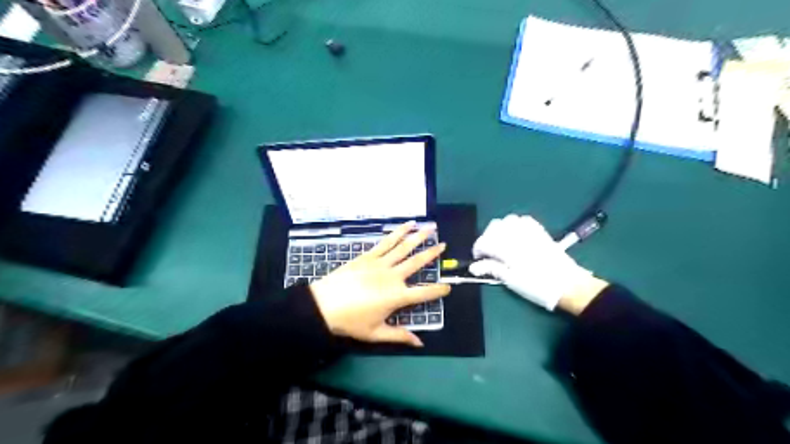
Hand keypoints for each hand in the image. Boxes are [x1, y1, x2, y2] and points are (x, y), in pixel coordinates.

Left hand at [308, 222, 449, 346]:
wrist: (324, 305)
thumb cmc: (350, 321)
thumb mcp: (376, 333)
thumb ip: (399, 335)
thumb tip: (420, 344)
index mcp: (396, 297)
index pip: (424, 294)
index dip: (438, 291)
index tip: (448, 287)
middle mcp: (393, 277)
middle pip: (417, 263)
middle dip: (432, 254)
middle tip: (444, 245)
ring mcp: (381, 263)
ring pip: (404, 247)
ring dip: (419, 236)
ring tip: (432, 227)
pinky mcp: (369, 255)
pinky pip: (387, 242)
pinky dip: (398, 232)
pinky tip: (408, 224)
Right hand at [464, 214, 595, 310]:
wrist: (567, 284)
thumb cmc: (537, 286)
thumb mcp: (511, 281)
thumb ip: (491, 269)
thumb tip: (473, 267)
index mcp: (507, 247)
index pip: (484, 242)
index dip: (478, 250)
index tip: (478, 260)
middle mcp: (516, 234)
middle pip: (493, 227)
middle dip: (487, 238)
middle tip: (489, 253)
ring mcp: (529, 230)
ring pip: (507, 220)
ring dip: (500, 230)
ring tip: (501, 243)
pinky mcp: (539, 230)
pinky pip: (522, 219)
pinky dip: (514, 225)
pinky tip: (515, 235)